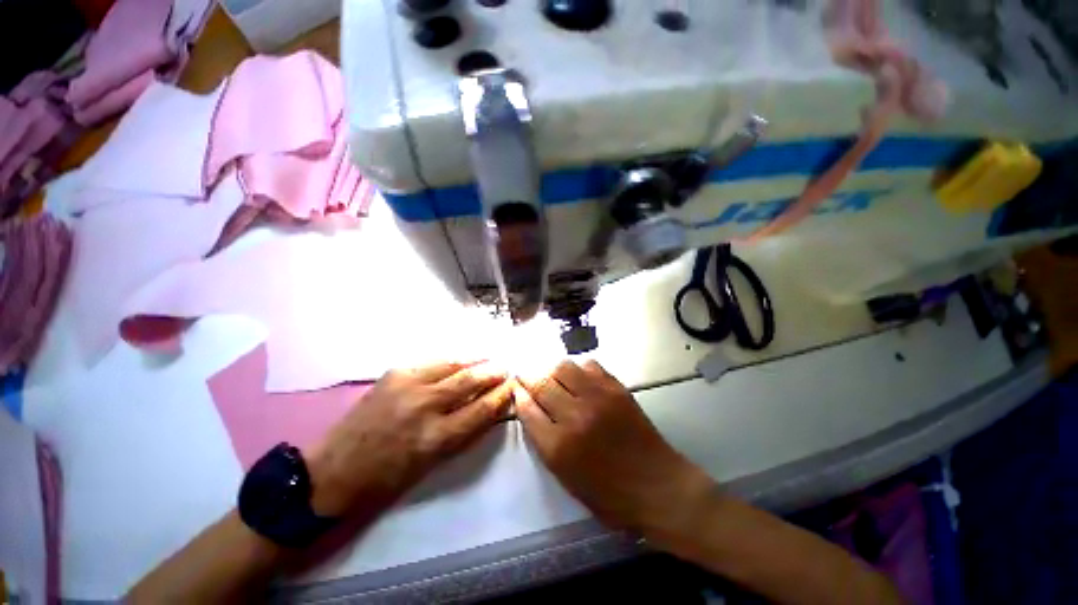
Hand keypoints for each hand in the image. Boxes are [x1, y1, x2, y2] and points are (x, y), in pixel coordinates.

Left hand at [306, 362, 512, 517]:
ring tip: (486, 356)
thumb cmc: (386, 479)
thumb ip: (456, 439)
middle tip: (506, 365)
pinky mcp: (390, 376)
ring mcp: (406, 386)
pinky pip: (425, 363)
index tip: (513, 387)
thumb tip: (478, 416)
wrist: (341, 466)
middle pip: (467, 382)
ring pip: (447, 366)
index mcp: (437, 437)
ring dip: (470, 360)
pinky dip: (444, 361)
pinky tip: (453, 360)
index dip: (500, 397)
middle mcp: (425, 406)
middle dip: (491, 373)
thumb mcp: (429, 466)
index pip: (480, 411)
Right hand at [515, 360, 712, 535]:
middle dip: (529, 377)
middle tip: (525, 375)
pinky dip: (580, 369)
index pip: (526, 408)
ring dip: (553, 370)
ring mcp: (599, 400)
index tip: (515, 389)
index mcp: (557, 446)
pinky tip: (580, 379)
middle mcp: (574, 417)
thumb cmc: (610, 497)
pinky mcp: (620, 392)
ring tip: (553, 377)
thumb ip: (547, 446)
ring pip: (564, 368)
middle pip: (541, 382)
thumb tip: (536, 416)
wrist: (657, 488)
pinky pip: (592, 367)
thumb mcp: (566, 479)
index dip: (518, 395)